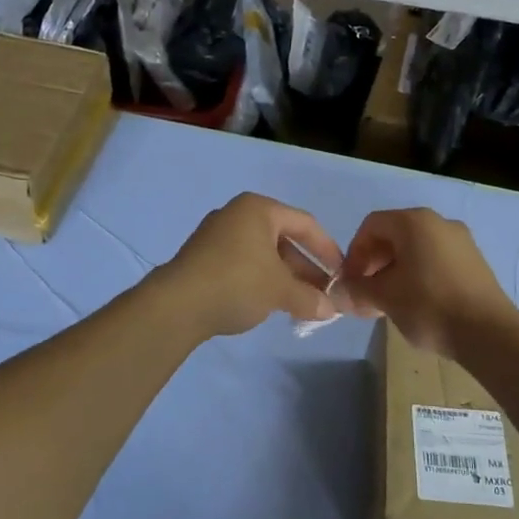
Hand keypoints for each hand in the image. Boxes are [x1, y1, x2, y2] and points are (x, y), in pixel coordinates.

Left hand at [151, 194, 343, 338]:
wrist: (176, 304)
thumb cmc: (237, 283)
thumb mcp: (280, 291)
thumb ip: (310, 298)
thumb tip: (331, 310)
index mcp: (258, 209)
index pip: (305, 223)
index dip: (328, 250)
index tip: (342, 274)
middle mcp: (237, 214)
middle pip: (283, 239)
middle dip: (306, 268)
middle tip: (323, 294)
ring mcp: (216, 235)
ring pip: (263, 254)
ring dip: (285, 277)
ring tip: (301, 304)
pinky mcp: (203, 257)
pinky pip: (243, 264)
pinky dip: (261, 280)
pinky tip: (270, 304)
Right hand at [338, 208, 518, 361]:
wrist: (490, 334)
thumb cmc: (430, 306)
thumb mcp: (385, 298)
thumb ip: (357, 290)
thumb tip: (338, 292)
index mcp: (414, 222)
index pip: (372, 225)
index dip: (355, 252)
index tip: (352, 282)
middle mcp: (438, 222)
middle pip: (394, 235)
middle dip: (374, 264)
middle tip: (367, 294)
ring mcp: (461, 241)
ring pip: (416, 249)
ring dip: (395, 271)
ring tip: (390, 303)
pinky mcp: (474, 262)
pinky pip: (436, 259)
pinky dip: (419, 275)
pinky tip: (417, 304)